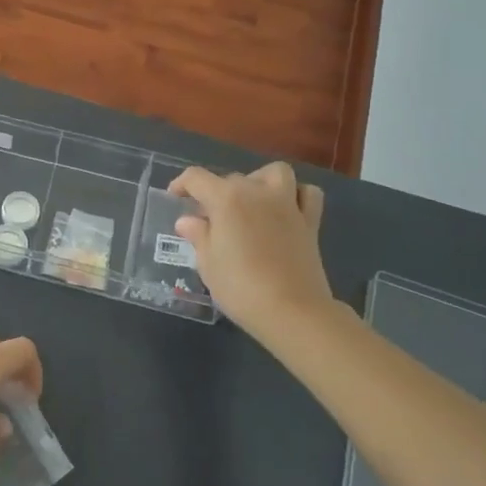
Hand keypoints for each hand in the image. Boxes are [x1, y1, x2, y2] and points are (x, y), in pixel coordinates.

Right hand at [169, 161, 334, 339]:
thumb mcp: (208, 264)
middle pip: (232, 178)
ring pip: (275, 173)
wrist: (292, 312)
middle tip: (210, 219)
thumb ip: (198, 236)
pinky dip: (296, 195)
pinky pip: (306, 194)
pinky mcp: (310, 222)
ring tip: (251, 202)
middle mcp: (257, 192)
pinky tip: (285, 210)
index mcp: (226, 199)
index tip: (175, 197)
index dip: (181, 184)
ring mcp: (287, 204)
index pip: (196, 178)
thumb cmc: (241, 287)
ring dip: (260, 181)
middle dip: (217, 193)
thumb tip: (188, 221)